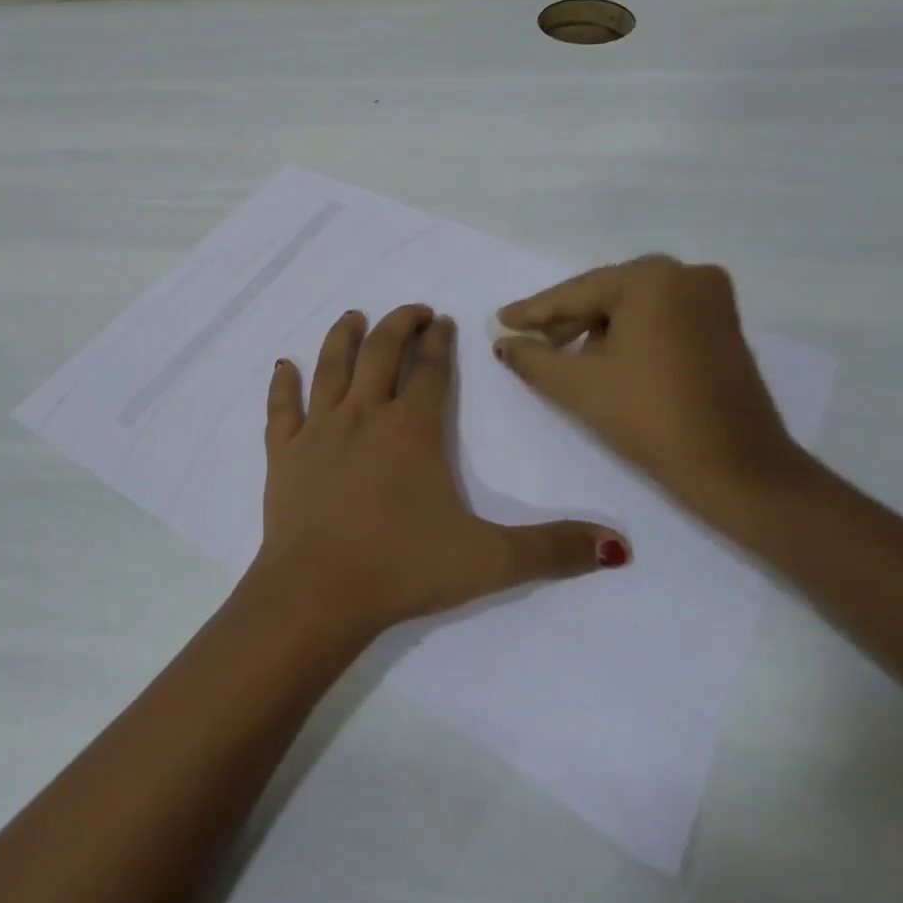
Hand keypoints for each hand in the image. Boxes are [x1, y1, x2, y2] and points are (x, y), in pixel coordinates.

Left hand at [254, 304, 628, 639]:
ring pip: (332, 368)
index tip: (444, 320)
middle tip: (412, 310)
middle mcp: (365, 415)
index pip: (430, 370)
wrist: (318, 591)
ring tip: (353, 317)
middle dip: (399, 325)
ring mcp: (319, 430)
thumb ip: (553, 550)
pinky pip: (281, 409)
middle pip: (382, 354)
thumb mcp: (489, 561)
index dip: (440, 342)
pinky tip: (282, 366)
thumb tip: (620, 546)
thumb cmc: (403, 568)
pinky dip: (282, 385)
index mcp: (412, 429)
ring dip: (343, 338)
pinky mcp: (285, 453)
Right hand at [493, 256, 804, 535]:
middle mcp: (685, 274)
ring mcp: (711, 298)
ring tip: (567, 357)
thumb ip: (531, 358)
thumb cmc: (649, 417)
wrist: (737, 468)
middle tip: (531, 341)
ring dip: (598, 328)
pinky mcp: (724, 324)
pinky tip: (608, 358)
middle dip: (568, 320)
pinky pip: (661, 318)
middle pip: (606, 296)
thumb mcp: (577, 385)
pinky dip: (631, 334)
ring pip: (634, 307)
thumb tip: (504, 343)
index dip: (533, 311)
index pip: (576, 293)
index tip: (501, 320)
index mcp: (650, 278)